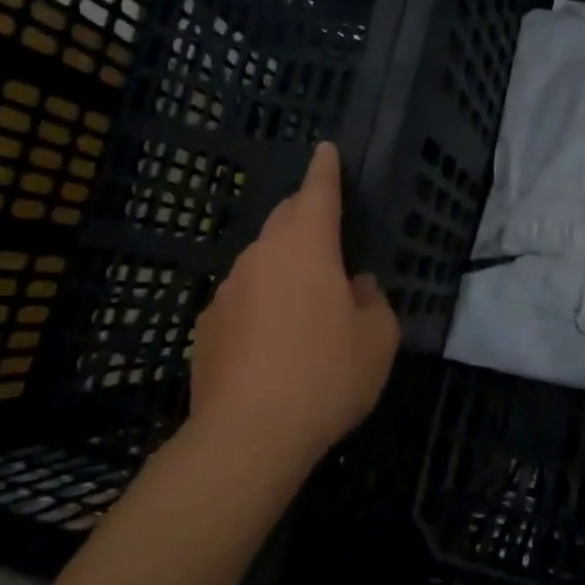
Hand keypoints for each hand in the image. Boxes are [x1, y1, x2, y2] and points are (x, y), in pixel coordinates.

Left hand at [189, 142, 399, 466]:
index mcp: (306, 247)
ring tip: (305, 301)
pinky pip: (243, 298)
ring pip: (262, 260)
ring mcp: (227, 290)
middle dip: (305, 214)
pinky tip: (272, 342)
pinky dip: (261, 303)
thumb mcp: (377, 340)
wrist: (247, 436)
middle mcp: (261, 256)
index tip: (325, 148)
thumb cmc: (325, 375)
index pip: (317, 191)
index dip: (325, 168)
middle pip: (285, 219)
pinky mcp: (207, 326)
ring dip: (284, 265)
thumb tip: (356, 286)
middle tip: (327, 230)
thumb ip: (373, 302)